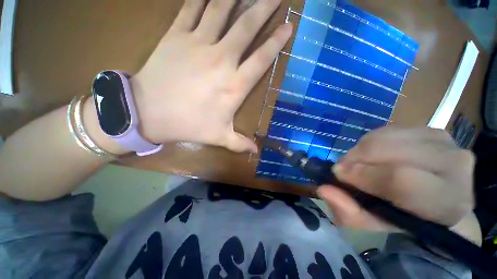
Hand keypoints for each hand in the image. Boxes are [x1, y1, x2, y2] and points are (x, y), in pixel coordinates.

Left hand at [131, 0, 291, 152]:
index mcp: (234, 86)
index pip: (261, 59)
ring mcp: (198, 43)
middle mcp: (221, 60)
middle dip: (263, 7)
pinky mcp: (176, 35)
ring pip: (221, 9)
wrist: (148, 113)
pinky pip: (191, 7)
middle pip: (246, 27)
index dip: (276, 42)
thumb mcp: (218, 137)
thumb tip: (256, 152)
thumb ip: (240, 143)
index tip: (288, 25)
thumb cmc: (188, 125)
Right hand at [317, 127, 475, 231]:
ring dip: (362, 150)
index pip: (402, 180)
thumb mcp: (377, 229)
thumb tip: (324, 189)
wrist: (437, 201)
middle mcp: (455, 166)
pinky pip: (388, 130)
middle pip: (391, 151)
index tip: (338, 175)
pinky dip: (370, 141)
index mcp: (448, 202)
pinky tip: (371, 155)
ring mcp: (445, 142)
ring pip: (386, 137)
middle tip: (343, 169)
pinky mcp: (431, 130)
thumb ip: (351, 214)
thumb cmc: (407, 221)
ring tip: (357, 164)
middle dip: (357, 159)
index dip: (363, 175)